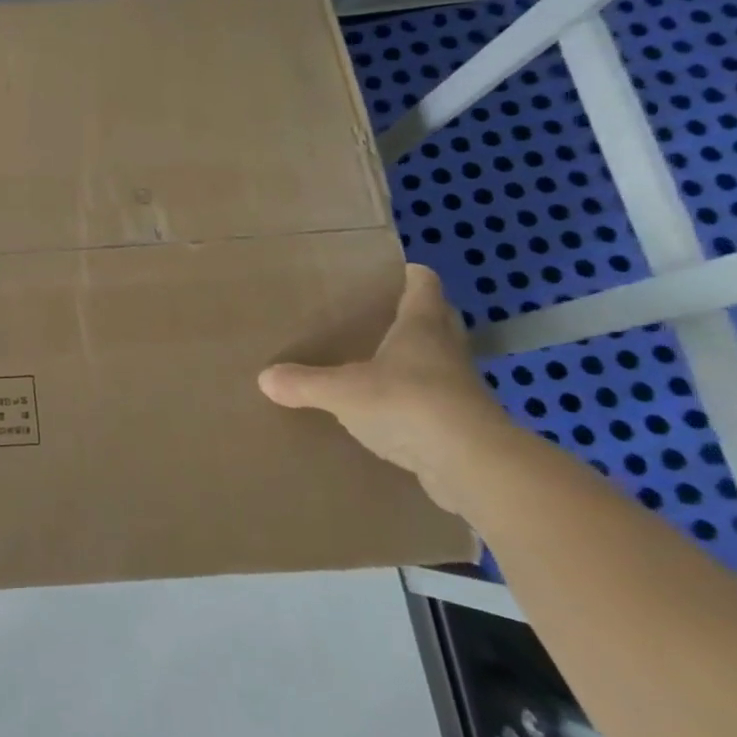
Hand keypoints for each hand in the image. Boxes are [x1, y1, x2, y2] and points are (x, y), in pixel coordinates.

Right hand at [258, 263, 508, 513]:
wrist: (472, 465)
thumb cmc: (408, 404)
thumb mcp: (342, 391)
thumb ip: (304, 382)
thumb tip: (264, 378)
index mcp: (421, 328)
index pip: (423, 286)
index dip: (412, 275)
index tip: (396, 270)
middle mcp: (446, 351)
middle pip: (439, 320)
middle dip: (416, 315)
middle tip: (381, 315)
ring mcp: (460, 389)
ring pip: (439, 361)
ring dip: (418, 360)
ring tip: (380, 363)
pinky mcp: (464, 425)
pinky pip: (436, 401)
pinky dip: (417, 400)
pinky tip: (390, 412)